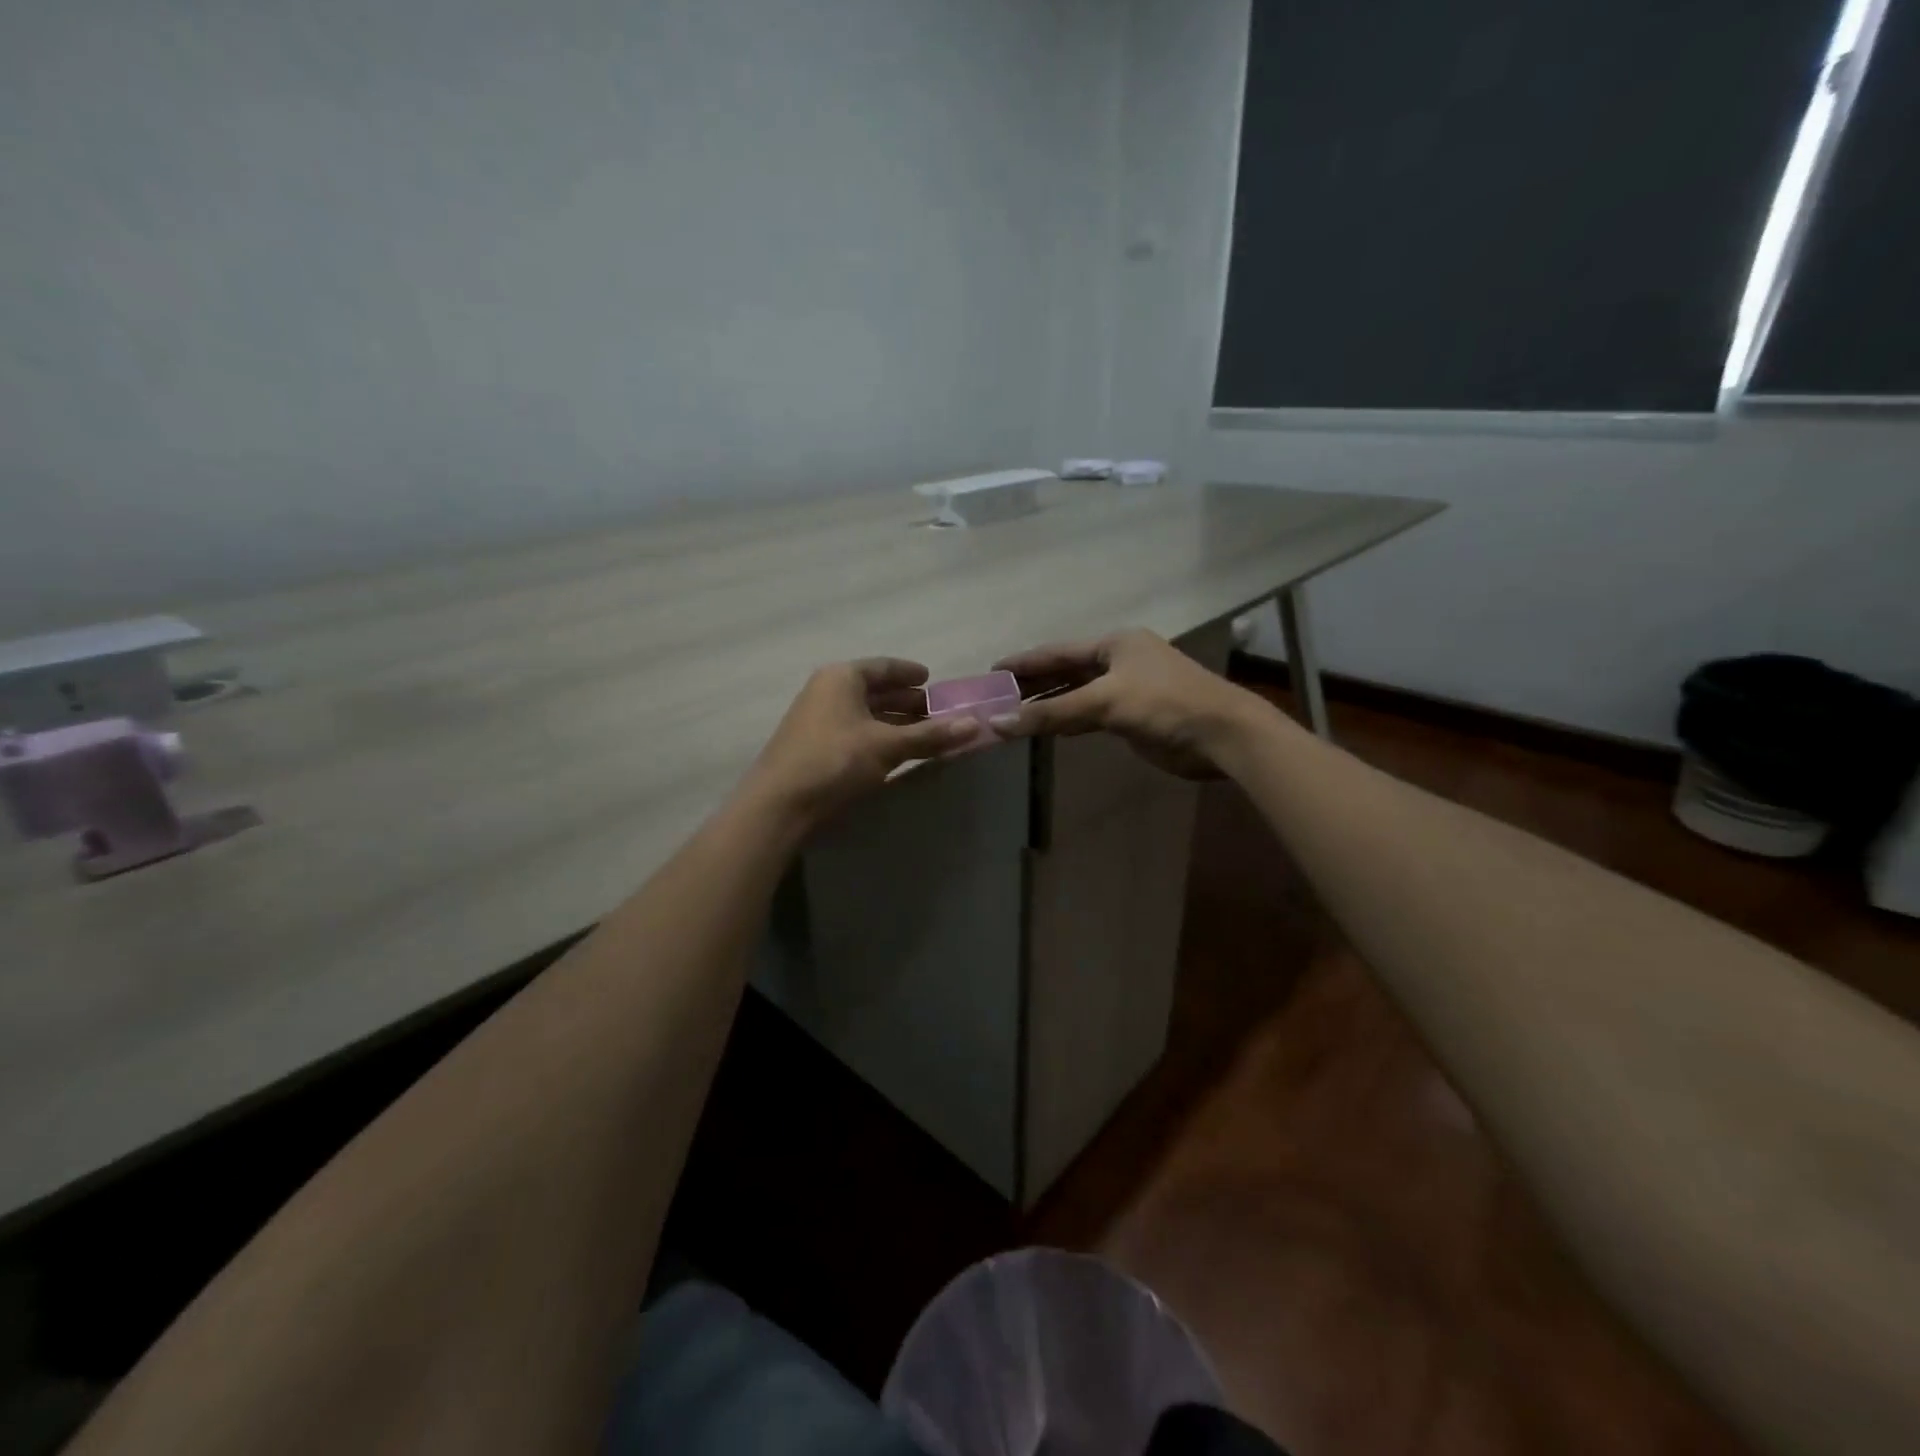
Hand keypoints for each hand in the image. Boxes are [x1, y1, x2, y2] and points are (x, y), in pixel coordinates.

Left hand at [739, 658, 978, 828]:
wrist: (779, 805)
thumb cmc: (834, 761)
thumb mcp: (887, 746)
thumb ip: (930, 735)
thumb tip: (975, 724)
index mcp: (842, 677)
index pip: (883, 666)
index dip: (910, 672)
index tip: (932, 679)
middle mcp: (827, 691)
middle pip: (874, 690)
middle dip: (906, 701)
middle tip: (937, 711)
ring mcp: (817, 719)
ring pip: (864, 713)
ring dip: (894, 722)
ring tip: (924, 733)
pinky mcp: (814, 746)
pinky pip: (855, 732)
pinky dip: (878, 737)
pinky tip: (895, 752)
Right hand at [989, 629, 1265, 779]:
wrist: (1222, 735)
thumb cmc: (1164, 704)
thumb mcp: (1104, 702)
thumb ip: (1051, 713)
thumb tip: (998, 724)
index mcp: (1114, 644)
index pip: (1057, 651)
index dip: (1024, 662)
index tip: (991, 671)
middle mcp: (1119, 661)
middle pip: (1065, 671)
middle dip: (1033, 685)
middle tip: (995, 697)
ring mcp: (1127, 689)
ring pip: (1077, 695)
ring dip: (1048, 705)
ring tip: (1012, 715)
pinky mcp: (1134, 716)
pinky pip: (1090, 715)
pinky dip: (1068, 721)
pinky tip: (1048, 729)